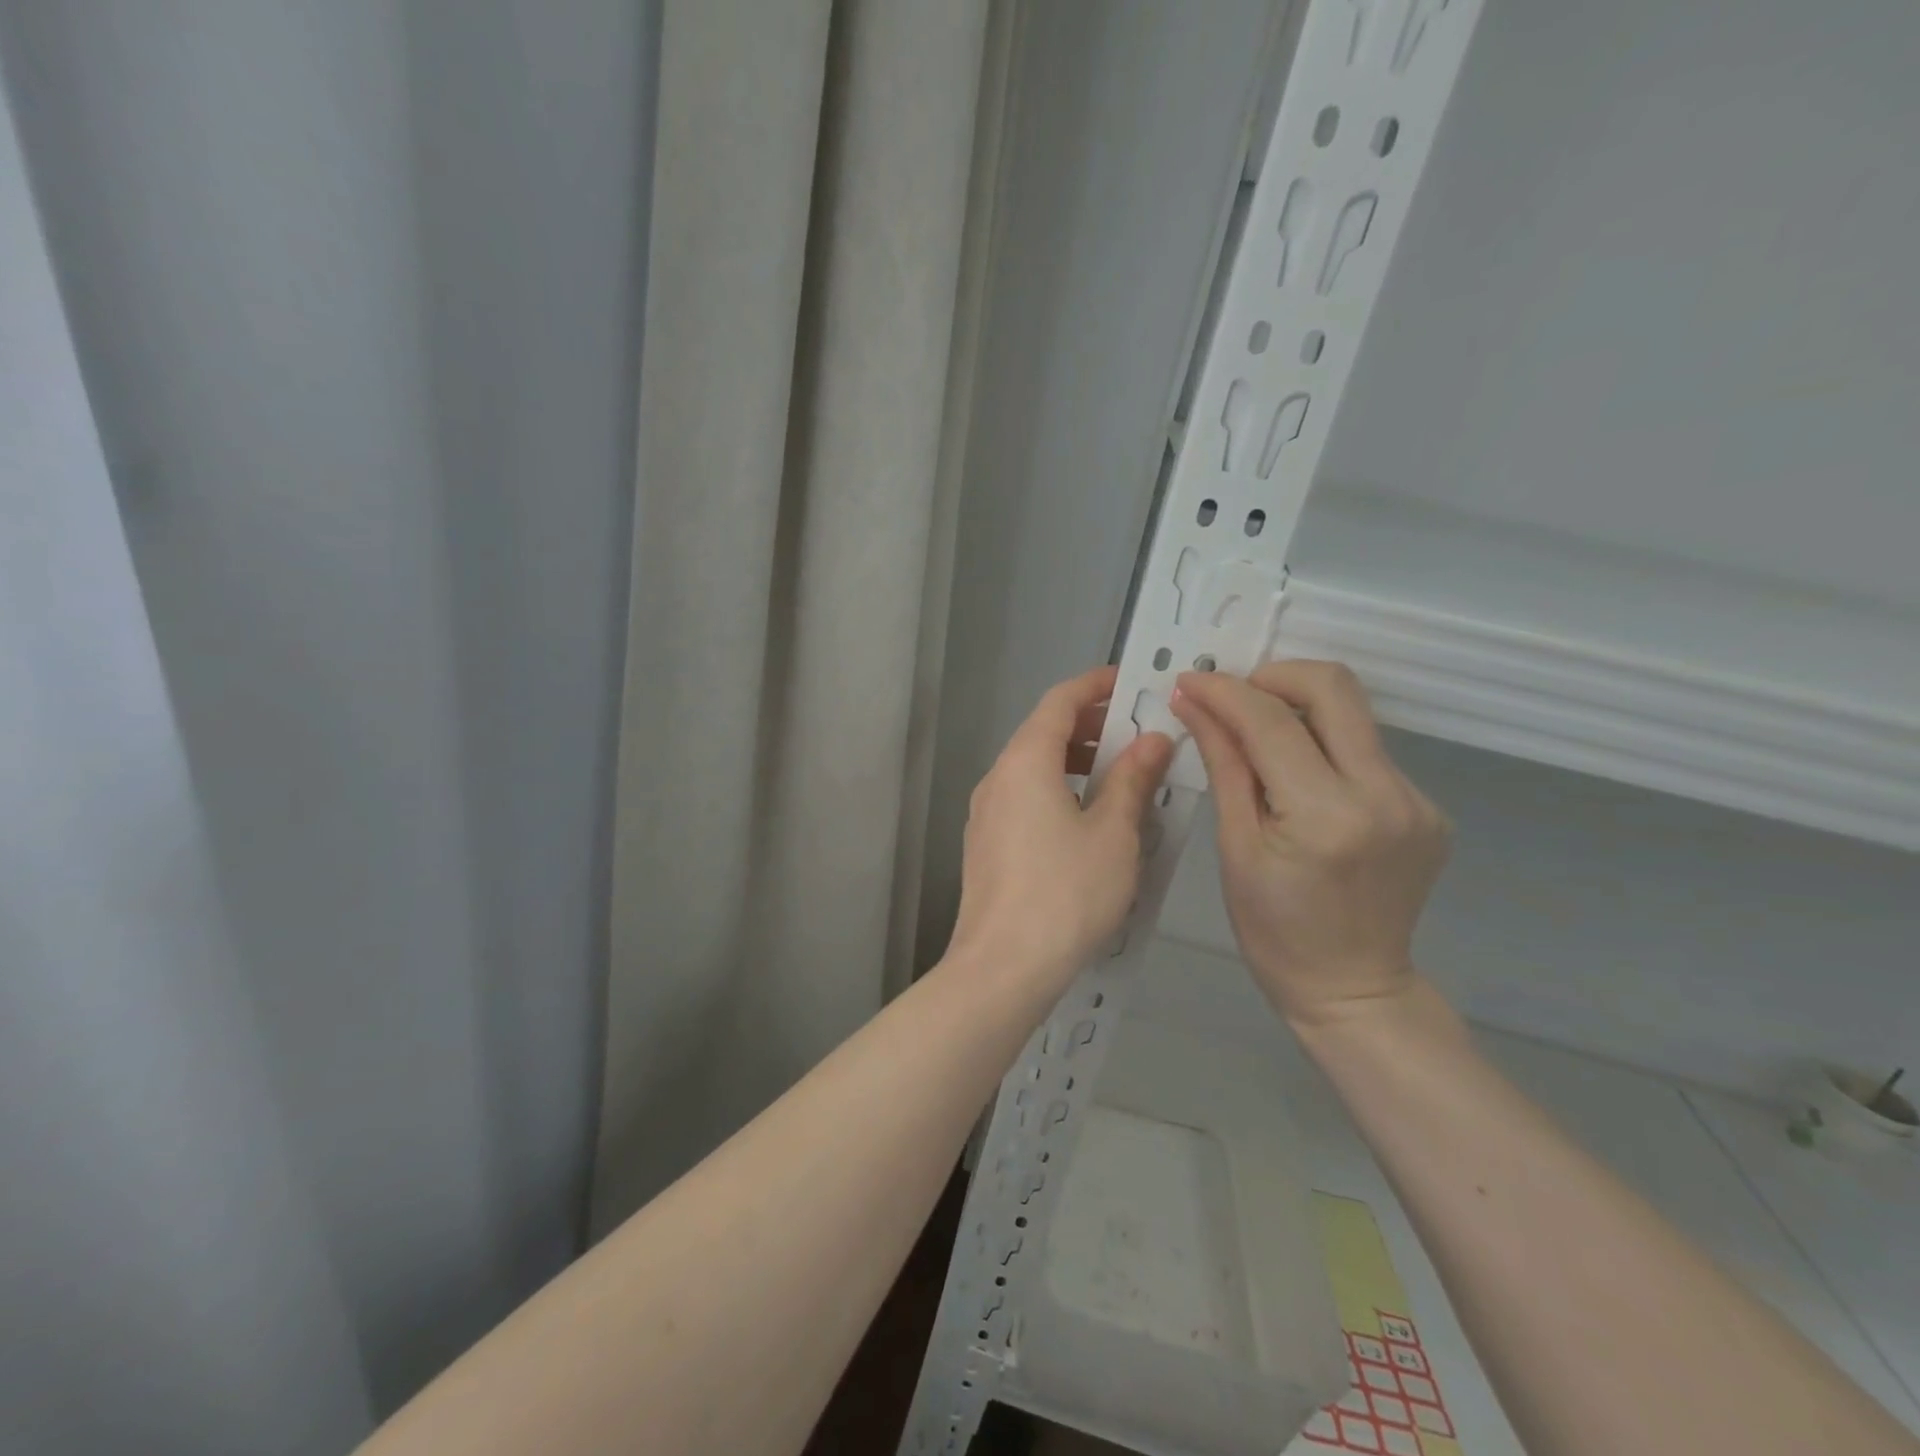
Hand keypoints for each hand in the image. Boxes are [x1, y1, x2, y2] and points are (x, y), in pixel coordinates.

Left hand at [951, 667, 1173, 990]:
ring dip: (1076, 762)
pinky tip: (1089, 820)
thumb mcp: (1113, 833)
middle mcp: (998, 778)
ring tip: (1122, 777)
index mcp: (1025, 762)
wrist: (1002, 967)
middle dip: (1091, 726)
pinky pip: (1024, 798)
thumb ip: (1133, 780)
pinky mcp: (985, 844)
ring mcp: (985, 813)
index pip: (1060, 701)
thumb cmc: (1066, 892)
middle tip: (1137, 735)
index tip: (1131, 683)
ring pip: (1033, 768)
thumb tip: (1153, 740)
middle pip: (1044, 733)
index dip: (1095, 685)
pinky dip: (1058, 790)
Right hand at [1170, 661, 1449, 1028]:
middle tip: (1234, 696)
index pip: (1272, 722)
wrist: (1352, 988)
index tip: (1190, 681)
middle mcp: (1385, 796)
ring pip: (1354, 717)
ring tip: (1257, 738)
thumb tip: (1194, 704)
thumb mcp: (1235, 847)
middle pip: (1335, 689)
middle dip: (1275, 676)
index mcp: (1326, 815)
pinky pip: (1367, 753)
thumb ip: (1224, 765)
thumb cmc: (1274, 930)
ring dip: (1299, 710)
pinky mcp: (1428, 808)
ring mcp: (1417, 800)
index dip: (1225, 692)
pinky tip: (1300, 780)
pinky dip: (1325, 749)